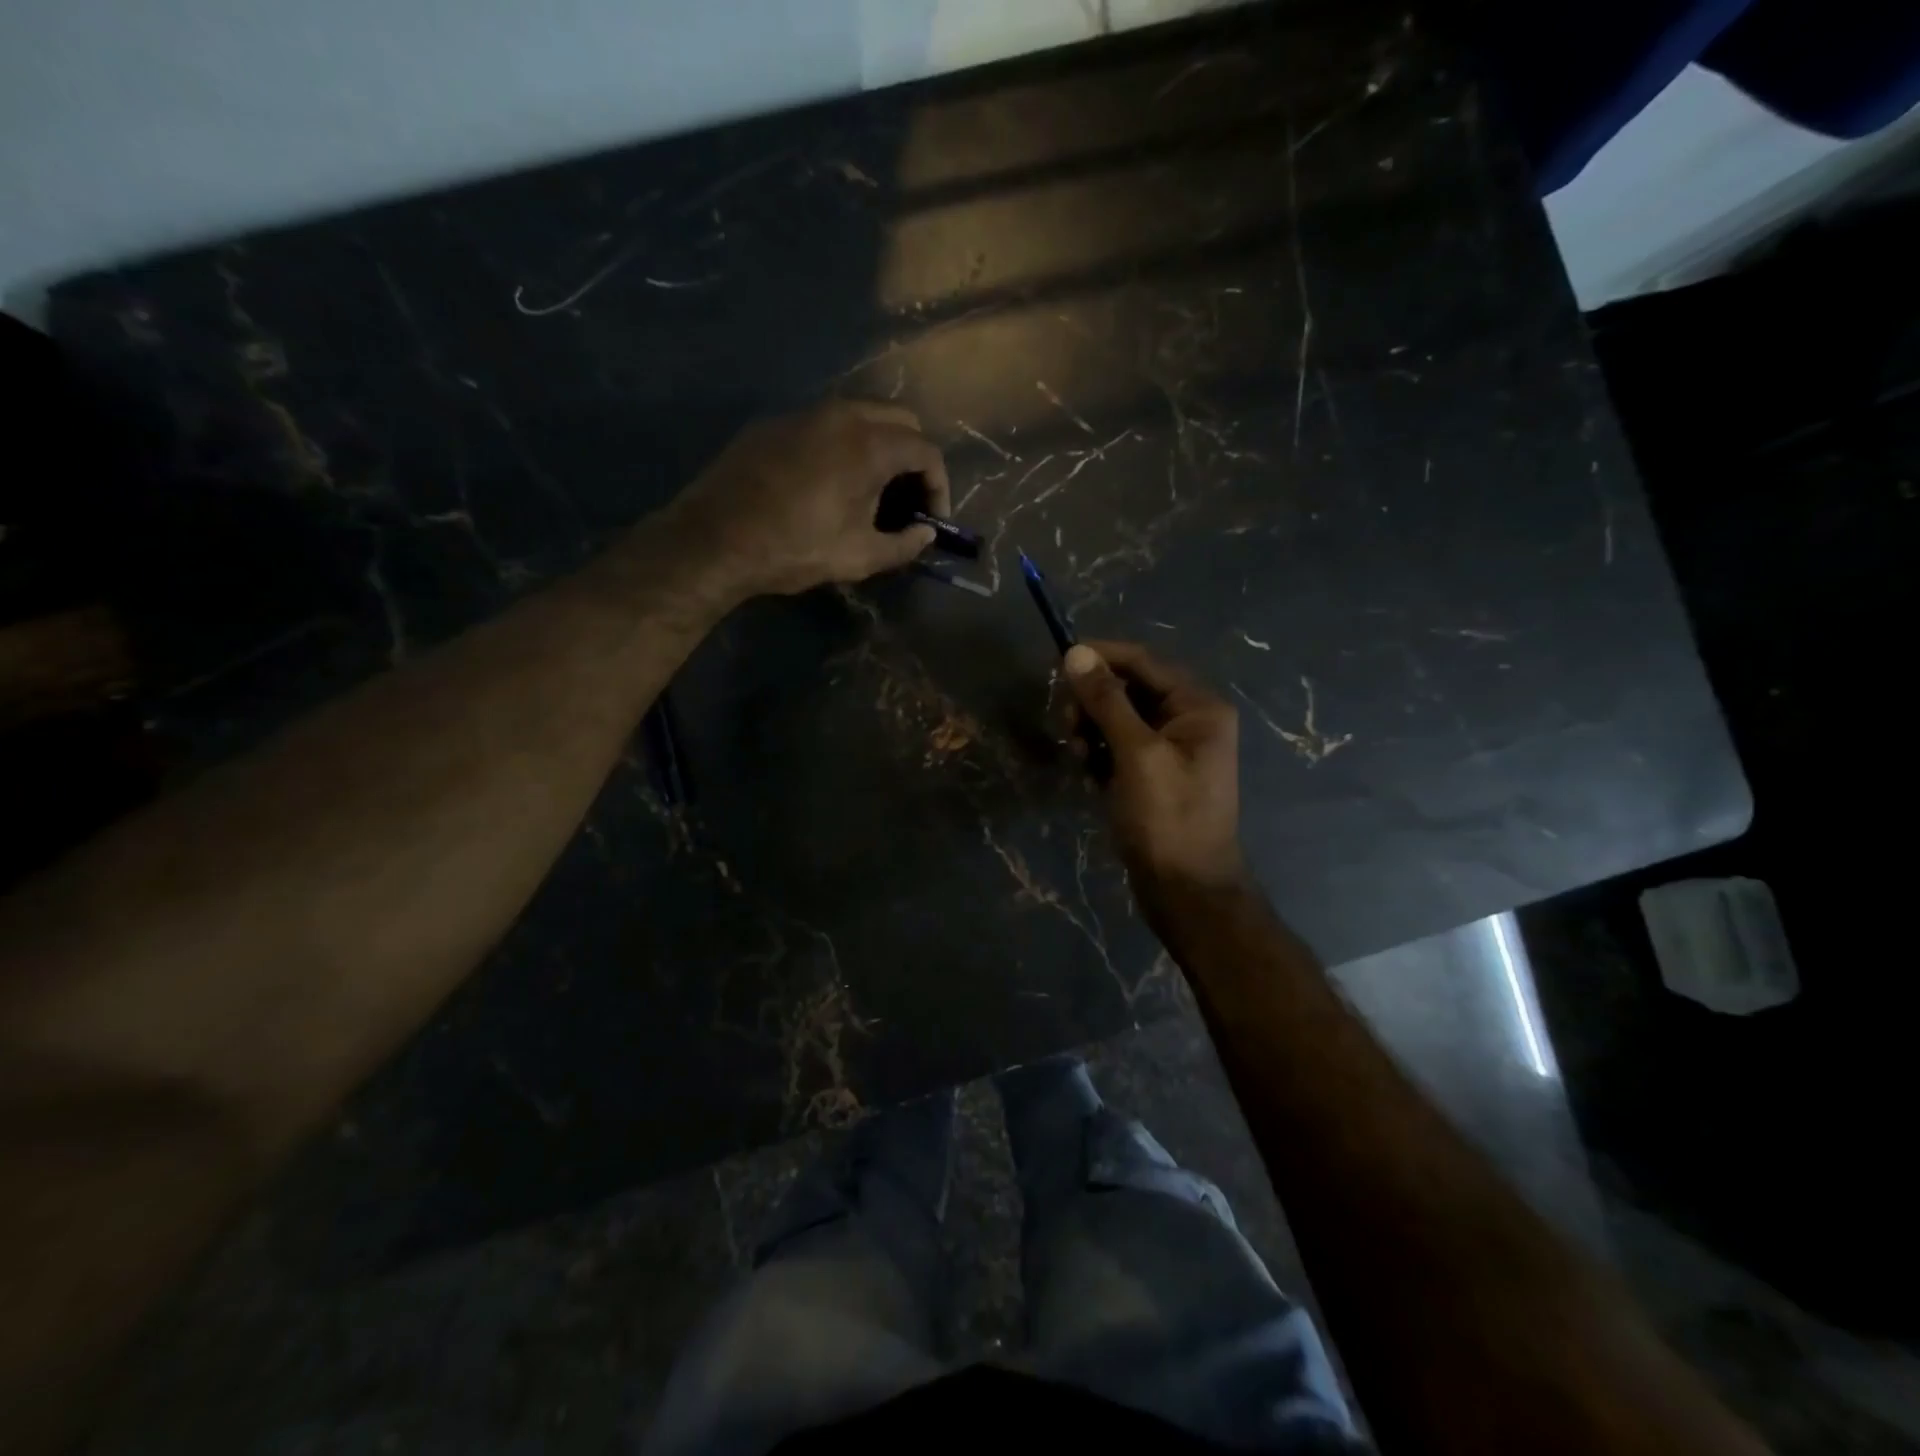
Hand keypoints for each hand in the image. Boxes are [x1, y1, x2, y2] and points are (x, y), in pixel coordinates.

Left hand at [672, 400, 950, 596]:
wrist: (714, 539)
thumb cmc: (795, 548)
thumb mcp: (859, 556)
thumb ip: (904, 545)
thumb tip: (925, 535)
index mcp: (869, 444)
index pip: (926, 450)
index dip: (938, 486)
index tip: (931, 519)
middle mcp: (841, 414)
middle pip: (900, 420)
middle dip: (913, 458)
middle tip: (907, 499)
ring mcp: (804, 413)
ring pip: (861, 415)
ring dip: (879, 447)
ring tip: (871, 491)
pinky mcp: (775, 423)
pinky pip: (825, 424)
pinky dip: (843, 445)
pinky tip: (830, 483)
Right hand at [1062, 640, 1246, 891]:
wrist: (1185, 890)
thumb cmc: (1167, 817)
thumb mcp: (1136, 753)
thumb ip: (1106, 700)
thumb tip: (1077, 653)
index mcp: (1198, 706)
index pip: (1143, 662)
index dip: (1101, 657)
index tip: (1058, 662)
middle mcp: (1189, 720)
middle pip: (1129, 689)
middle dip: (1093, 702)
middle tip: (1066, 725)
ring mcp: (1171, 749)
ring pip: (1118, 719)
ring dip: (1092, 729)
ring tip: (1078, 757)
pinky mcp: (1153, 774)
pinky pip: (1118, 747)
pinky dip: (1099, 753)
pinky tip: (1087, 774)